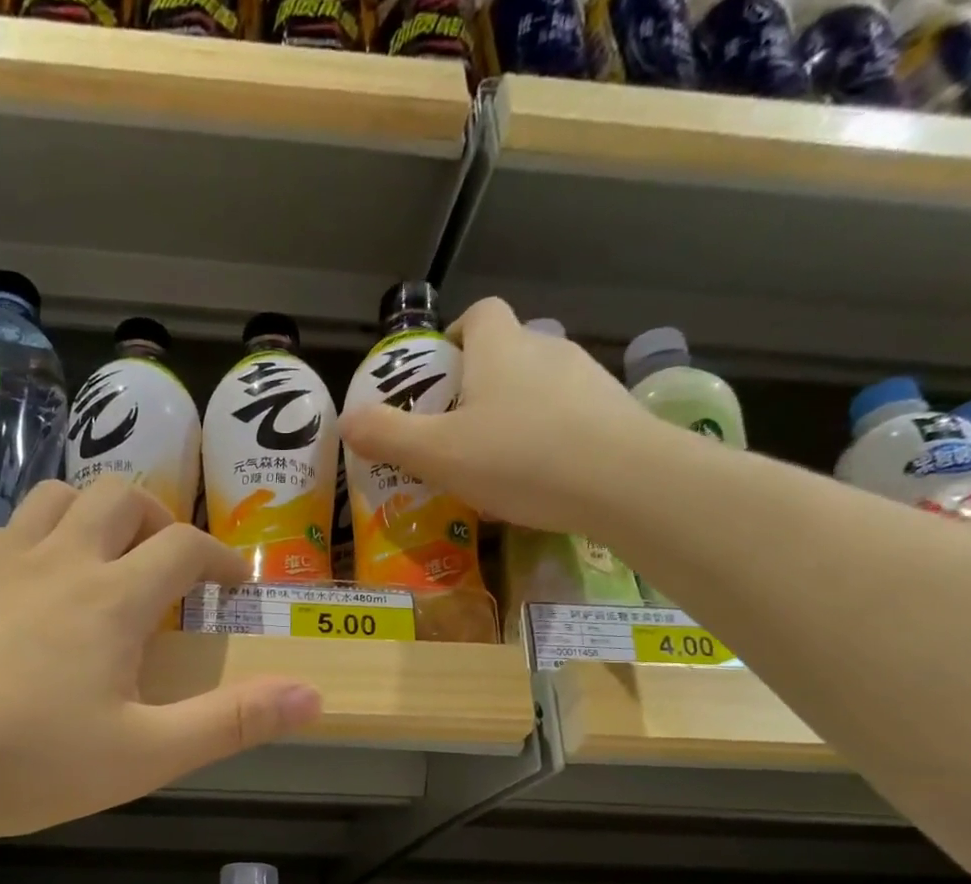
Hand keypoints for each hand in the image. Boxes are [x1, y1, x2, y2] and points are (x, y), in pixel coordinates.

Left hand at [0, 479, 321, 842]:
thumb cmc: (29, 760)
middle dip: (161, 520)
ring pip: (58, 496)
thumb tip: (315, 696)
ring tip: (109, 557)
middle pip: (121, 498)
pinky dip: (43, 534)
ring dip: (98, 512)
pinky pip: (10, 527)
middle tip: (173, 564)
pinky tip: (37, 583)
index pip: (183, 549)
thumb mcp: (146, 754)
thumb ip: (232, 722)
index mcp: (112, 597)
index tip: (235, 583)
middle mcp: (60, 559)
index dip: (220, 559)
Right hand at [339, 298, 667, 534]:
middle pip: (507, 352)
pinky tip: (540, 477)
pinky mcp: (614, 412)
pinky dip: (549, 436)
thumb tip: (347, 419)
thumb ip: (389, 436)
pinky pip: (569, 416)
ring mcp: (587, 379)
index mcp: (500, 348)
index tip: (437, 375)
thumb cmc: (519, 458)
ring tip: (497, 462)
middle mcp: (546, 349)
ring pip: (539, 386)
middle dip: (479, 384)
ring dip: (515, 413)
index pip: (478, 315)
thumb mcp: (438, 454)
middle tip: (455, 433)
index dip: (454, 336)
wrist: (624, 481)